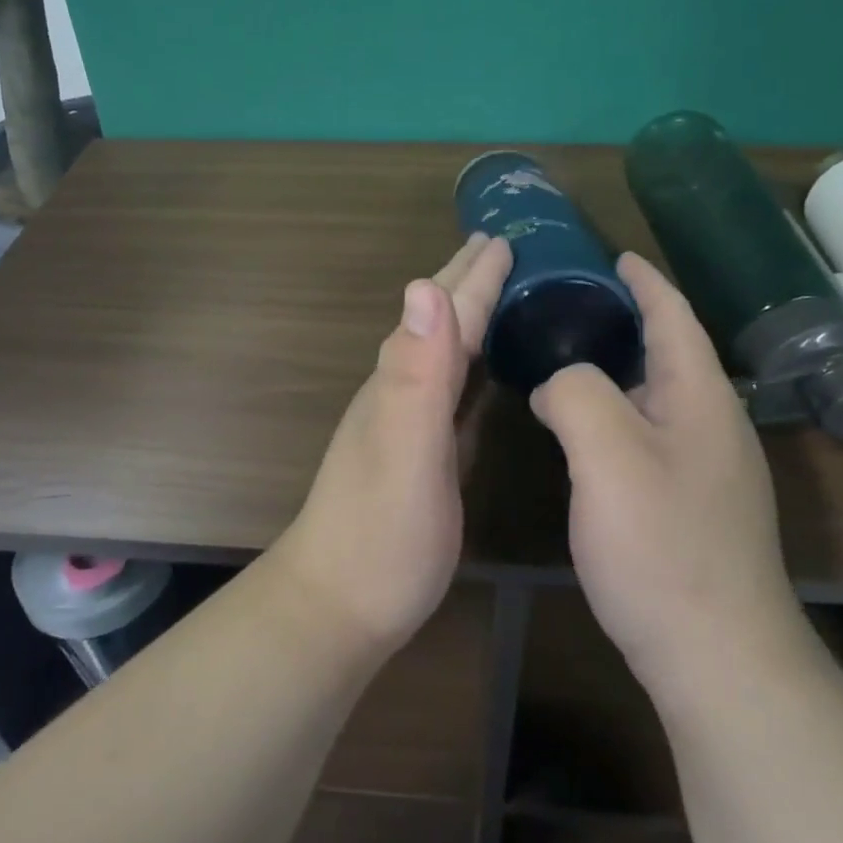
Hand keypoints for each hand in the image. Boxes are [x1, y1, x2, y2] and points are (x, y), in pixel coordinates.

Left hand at [272, 233, 512, 654]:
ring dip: (469, 316)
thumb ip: (416, 372)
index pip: (448, 314)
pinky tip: (483, 370)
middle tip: (501, 246)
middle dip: (468, 281)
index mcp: (405, 380)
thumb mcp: (405, 451)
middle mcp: (403, 390)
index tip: (504, 237)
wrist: (339, 605)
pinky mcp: (422, 454)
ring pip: (446, 352)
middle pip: (440, 322)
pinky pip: (453, 391)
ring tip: (495, 290)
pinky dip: (471, 365)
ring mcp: (409, 423)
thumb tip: (423, 285)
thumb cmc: (381, 534)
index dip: (477, 276)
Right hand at [529, 252, 797, 699]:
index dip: (643, 279)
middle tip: (567, 304)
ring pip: (656, 395)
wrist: (718, 659)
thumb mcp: (607, 452)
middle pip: (667, 351)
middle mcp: (712, 423)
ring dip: (617, 368)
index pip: (673, 315)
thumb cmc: (662, 545)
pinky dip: (615, 412)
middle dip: (625, 318)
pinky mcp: (693, 504)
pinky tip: (583, 429)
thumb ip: (575, 391)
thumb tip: (558, 383)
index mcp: (699, 396)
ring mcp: (708, 468)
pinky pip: (649, 433)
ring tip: (565, 357)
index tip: (612, 254)